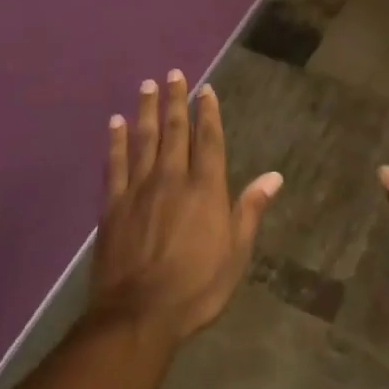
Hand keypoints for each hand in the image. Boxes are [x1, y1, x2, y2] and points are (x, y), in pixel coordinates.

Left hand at [89, 69, 281, 340]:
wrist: (139, 314)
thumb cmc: (196, 287)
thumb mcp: (235, 253)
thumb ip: (250, 210)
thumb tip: (274, 176)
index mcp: (205, 189)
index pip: (209, 140)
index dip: (208, 112)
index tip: (205, 89)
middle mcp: (172, 178)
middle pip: (175, 131)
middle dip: (176, 101)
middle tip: (173, 74)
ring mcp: (139, 189)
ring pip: (144, 139)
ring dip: (146, 110)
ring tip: (147, 86)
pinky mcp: (113, 205)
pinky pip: (115, 164)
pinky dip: (115, 141)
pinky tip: (115, 122)